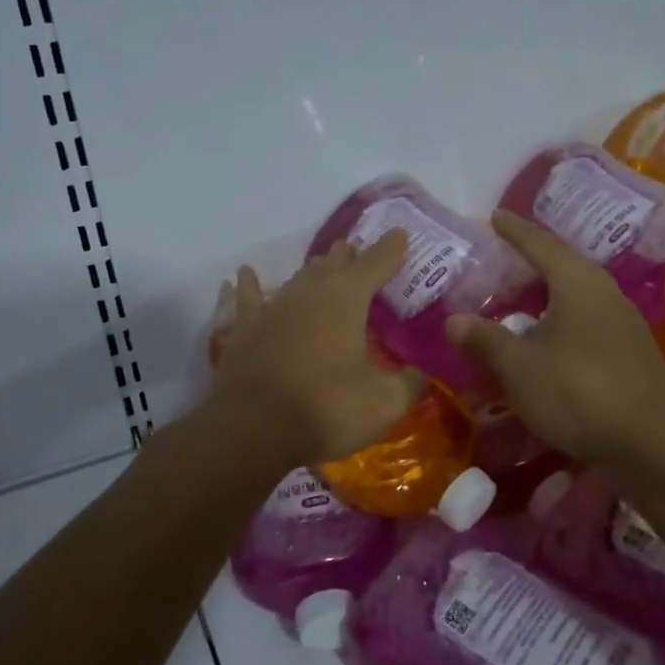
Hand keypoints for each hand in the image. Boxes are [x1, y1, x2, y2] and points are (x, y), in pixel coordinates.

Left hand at [209, 232, 423, 465]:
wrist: (254, 430)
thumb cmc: (327, 410)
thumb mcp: (384, 403)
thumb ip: (409, 383)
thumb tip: (421, 374)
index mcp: (346, 299)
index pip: (375, 263)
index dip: (390, 249)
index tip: (399, 235)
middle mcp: (309, 292)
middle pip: (333, 265)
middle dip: (349, 257)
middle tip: (358, 251)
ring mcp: (273, 308)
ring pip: (298, 278)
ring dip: (313, 271)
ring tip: (322, 264)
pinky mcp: (244, 330)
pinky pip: (247, 299)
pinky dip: (248, 285)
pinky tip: (244, 275)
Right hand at [446, 211, 664, 465]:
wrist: (654, 442)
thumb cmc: (580, 391)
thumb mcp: (519, 366)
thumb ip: (485, 340)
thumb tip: (453, 321)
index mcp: (577, 283)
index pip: (540, 244)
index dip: (515, 231)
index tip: (495, 216)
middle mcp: (604, 294)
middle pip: (562, 268)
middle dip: (531, 262)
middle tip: (501, 259)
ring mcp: (621, 325)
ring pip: (574, 299)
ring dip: (545, 298)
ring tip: (517, 301)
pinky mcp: (627, 355)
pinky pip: (583, 326)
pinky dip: (557, 326)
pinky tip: (543, 345)